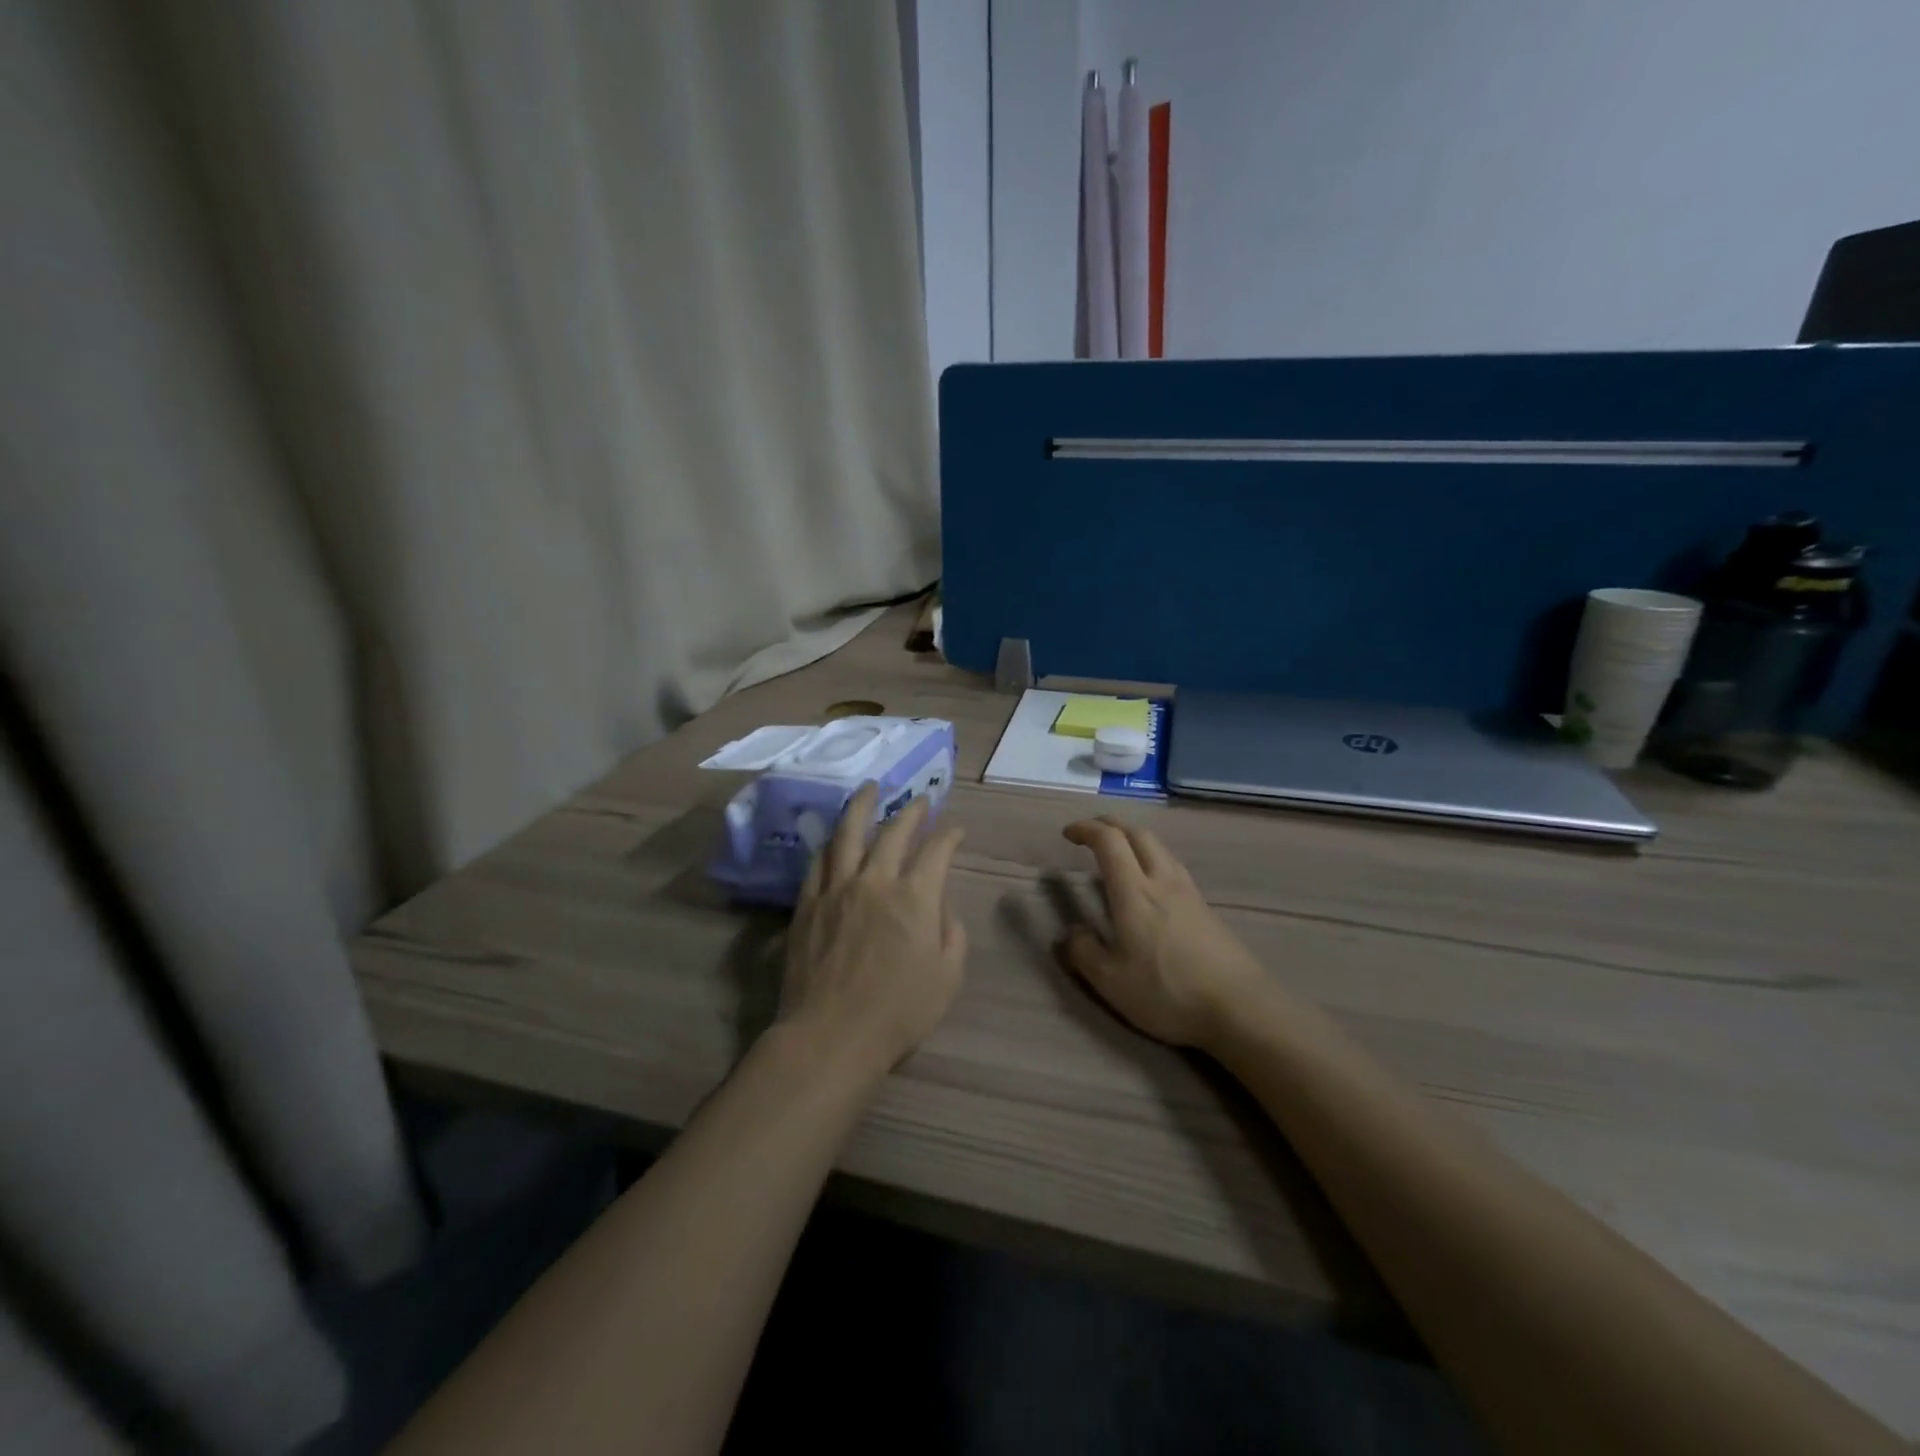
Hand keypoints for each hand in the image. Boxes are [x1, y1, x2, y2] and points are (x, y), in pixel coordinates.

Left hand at [782, 784, 967, 1075]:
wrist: (830, 1036)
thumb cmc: (897, 1014)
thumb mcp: (947, 978)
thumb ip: (951, 935)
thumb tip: (941, 907)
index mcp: (914, 897)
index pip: (937, 851)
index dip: (950, 835)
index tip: (956, 829)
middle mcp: (875, 881)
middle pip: (894, 832)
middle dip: (911, 811)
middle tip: (919, 800)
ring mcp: (836, 889)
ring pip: (848, 834)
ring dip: (861, 806)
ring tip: (869, 789)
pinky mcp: (807, 904)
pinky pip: (818, 862)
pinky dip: (830, 844)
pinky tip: (834, 838)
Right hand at [1059, 817, 1266, 1048]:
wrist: (1240, 1008)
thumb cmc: (1168, 992)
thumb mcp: (1111, 982)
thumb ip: (1084, 953)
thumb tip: (1072, 933)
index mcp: (1134, 892)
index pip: (1109, 841)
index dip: (1086, 829)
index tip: (1068, 833)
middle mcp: (1162, 881)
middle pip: (1138, 833)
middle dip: (1110, 826)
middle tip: (1091, 834)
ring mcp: (1189, 892)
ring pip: (1160, 848)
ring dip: (1134, 840)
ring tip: (1119, 854)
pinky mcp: (1206, 908)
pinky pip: (1173, 866)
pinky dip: (1152, 859)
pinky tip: (1151, 883)